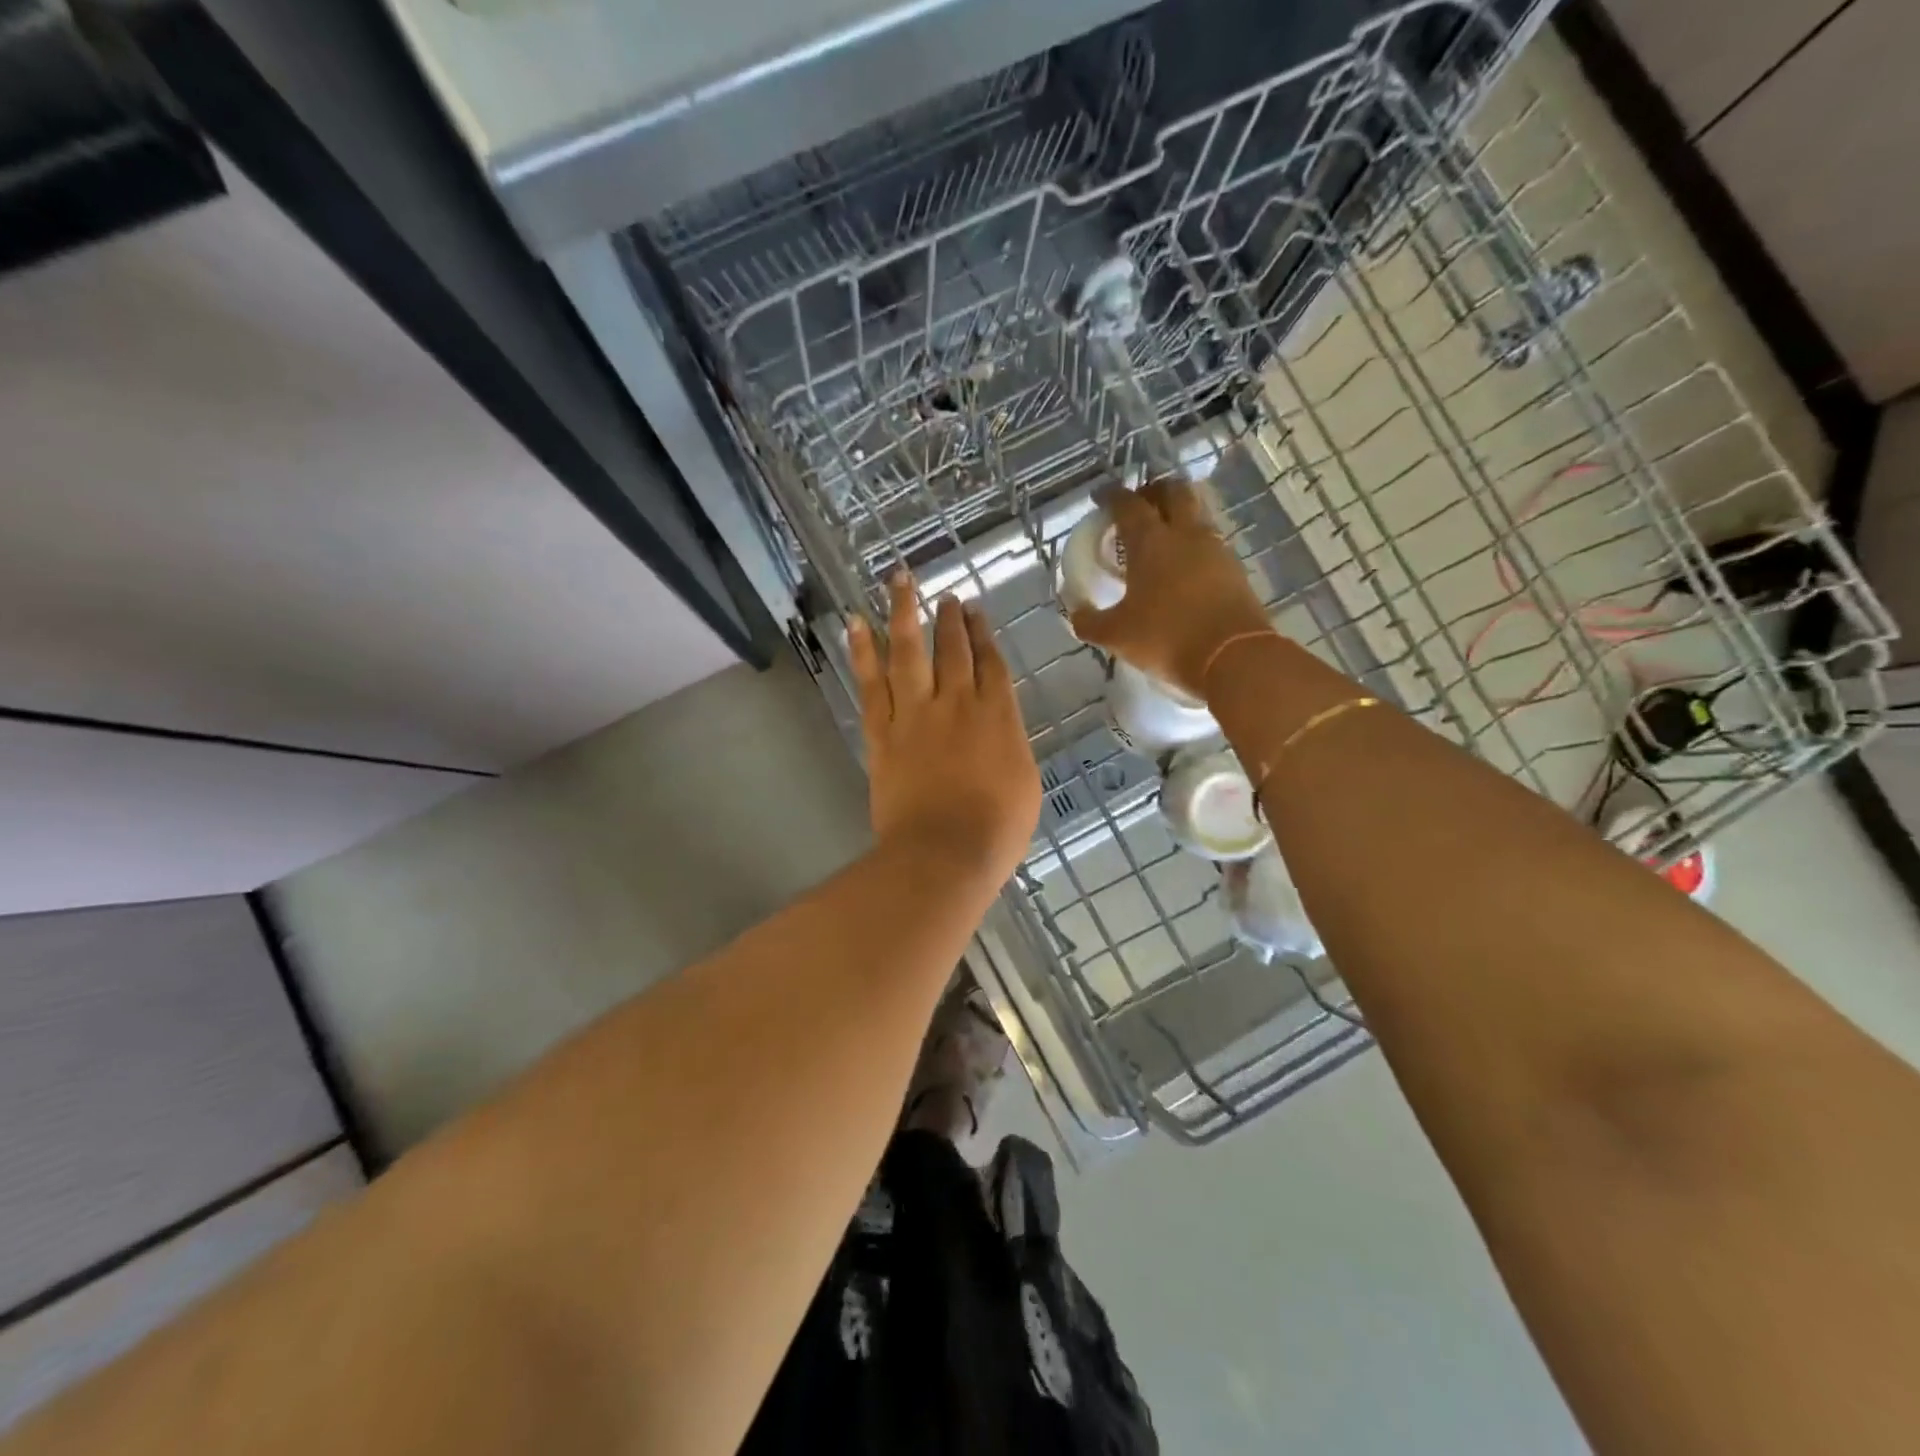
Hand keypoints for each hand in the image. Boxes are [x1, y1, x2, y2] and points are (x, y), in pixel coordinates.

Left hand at [848, 574, 1041, 883]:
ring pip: (907, 651)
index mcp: (997, 715)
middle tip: (946, 596)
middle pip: (952, 648)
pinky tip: (855, 624)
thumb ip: (1010, 744)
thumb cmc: (996, 829)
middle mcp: (956, 702)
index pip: (990, 663)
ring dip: (903, 612)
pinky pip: (870, 683)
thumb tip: (998, 729)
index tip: (975, 612)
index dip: (983, 634)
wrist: (944, 853)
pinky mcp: (882, 732)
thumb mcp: (1024, 782)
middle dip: (949, 618)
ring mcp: (915, 714)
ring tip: (899, 581)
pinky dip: (862, 651)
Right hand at [1069, 477, 1273, 699]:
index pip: (1128, 504)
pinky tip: (1183, 566)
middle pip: (1173, 491)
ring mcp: (1216, 549)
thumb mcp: (1116, 635)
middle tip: (1138, 505)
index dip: (1111, 495)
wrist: (1232, 657)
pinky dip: (1193, 544)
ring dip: (1178, 515)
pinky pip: (1210, 542)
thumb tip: (1076, 613)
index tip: (1100, 496)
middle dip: (1153, 491)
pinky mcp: (1235, 569)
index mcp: (1151, 541)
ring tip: (1161, 536)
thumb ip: (1089, 621)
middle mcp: (1185, 534)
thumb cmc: (1166, 638)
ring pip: (1196, 514)